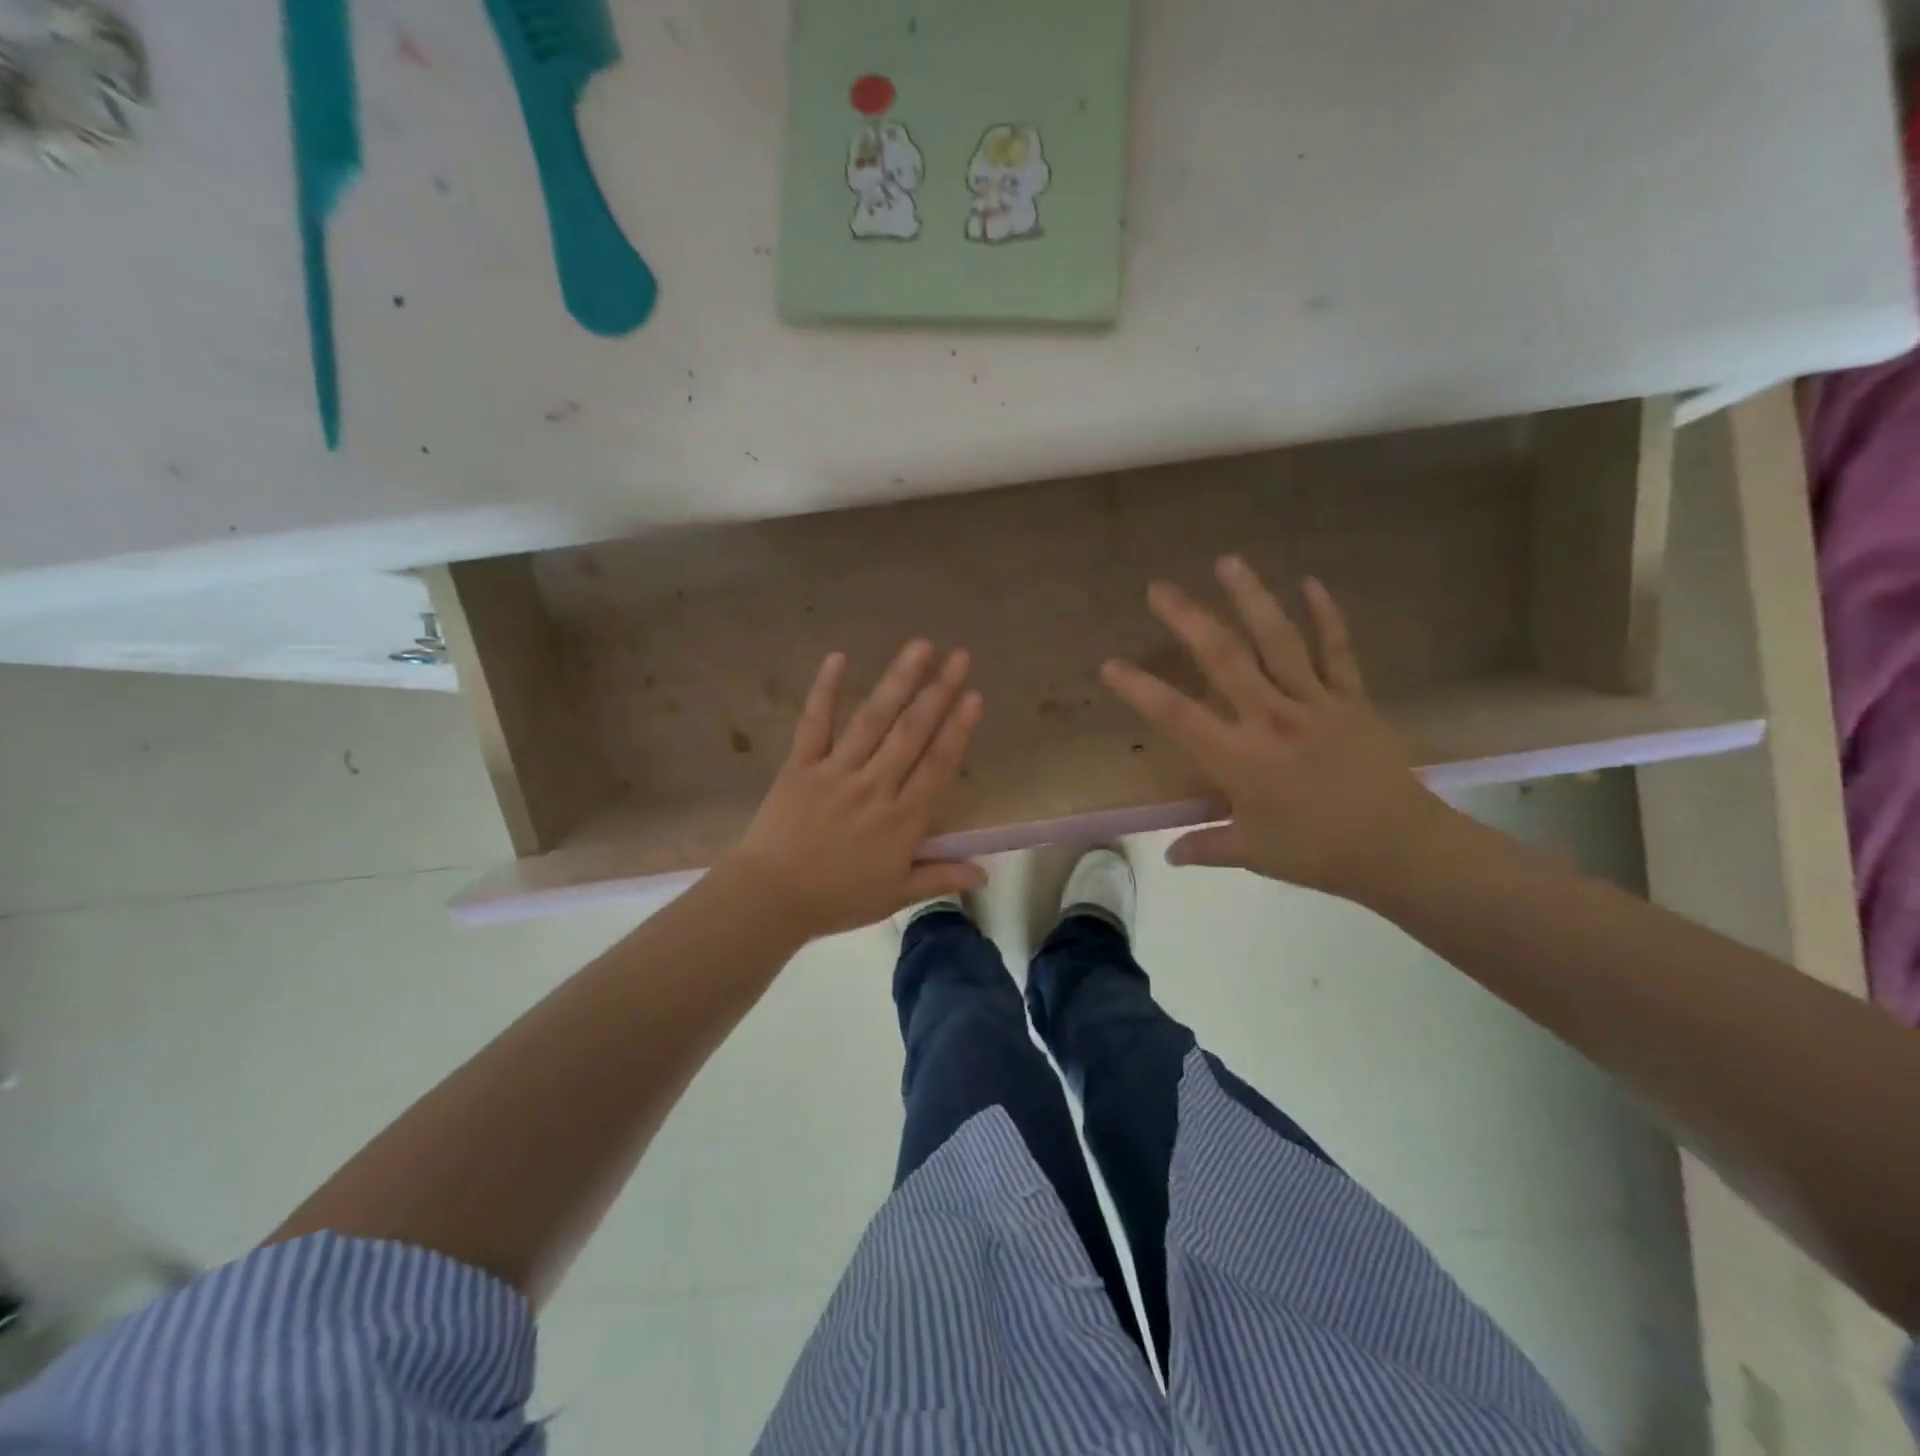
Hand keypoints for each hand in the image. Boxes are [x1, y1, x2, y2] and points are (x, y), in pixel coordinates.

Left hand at [720, 640, 986, 941]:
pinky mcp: (801, 765)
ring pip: (873, 720)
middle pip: (912, 732)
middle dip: (938, 691)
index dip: (957, 729)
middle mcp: (874, 785)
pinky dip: (826, 690)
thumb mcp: (895, 895)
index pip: (937, 765)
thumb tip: (986, 873)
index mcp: (900, 818)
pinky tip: (839, 657)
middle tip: (958, 656)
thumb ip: (940, 876)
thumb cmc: (837, 898)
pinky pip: (815, 723)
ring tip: (919, 647)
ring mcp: (836, 771)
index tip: (973, 695)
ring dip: (898, 681)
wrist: (770, 899)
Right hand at [1101, 556, 1455, 903]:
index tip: (1110, 664)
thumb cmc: (1317, 853)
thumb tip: (1170, 855)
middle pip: (1224, 658)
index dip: (1140, 689)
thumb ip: (1206, 846)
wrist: (1400, 848)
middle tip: (1159, 587)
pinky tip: (1311, 582)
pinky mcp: (1351, 699)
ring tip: (1227, 561)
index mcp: (1240, 757)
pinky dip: (1326, 615)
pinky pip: (1337, 650)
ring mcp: (1314, 702)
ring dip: (1250, 598)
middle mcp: (1271, 718)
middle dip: (1188, 620)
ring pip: (1278, 640)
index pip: (1177, 715)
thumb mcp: (1253, 853)